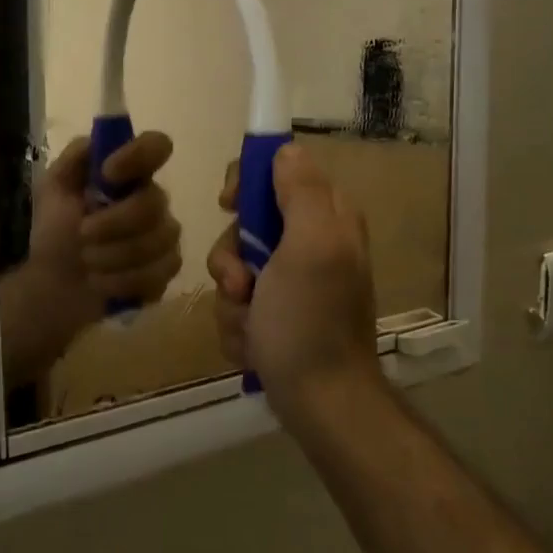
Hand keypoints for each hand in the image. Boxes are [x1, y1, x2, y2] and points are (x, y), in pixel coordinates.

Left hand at [2, 132, 181, 386]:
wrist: (53, 285)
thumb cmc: (55, 232)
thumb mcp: (53, 189)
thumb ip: (75, 158)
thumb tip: (98, 141)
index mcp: (129, 175)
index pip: (157, 147)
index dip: (139, 156)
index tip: (108, 173)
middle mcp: (153, 201)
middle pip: (154, 202)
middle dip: (113, 223)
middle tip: (82, 234)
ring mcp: (164, 238)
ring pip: (156, 241)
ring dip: (112, 255)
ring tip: (87, 263)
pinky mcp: (165, 272)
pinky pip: (156, 273)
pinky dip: (121, 281)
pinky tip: (101, 283)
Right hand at [207, 143, 381, 428]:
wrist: (320, 402)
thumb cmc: (310, 322)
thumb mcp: (310, 246)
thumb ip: (300, 192)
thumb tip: (285, 150)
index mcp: (325, 218)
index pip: (276, 172)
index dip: (245, 183)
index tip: (228, 205)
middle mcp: (309, 245)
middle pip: (244, 225)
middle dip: (232, 259)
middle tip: (243, 284)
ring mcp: (290, 284)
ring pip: (234, 269)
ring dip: (232, 301)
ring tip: (251, 327)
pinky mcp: (275, 317)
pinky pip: (236, 305)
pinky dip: (238, 327)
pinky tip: (254, 347)